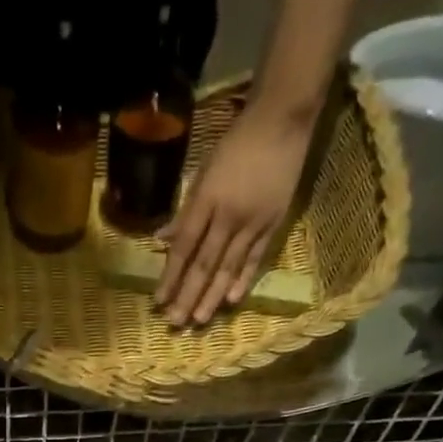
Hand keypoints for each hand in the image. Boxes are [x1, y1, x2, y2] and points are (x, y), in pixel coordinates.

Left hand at [155, 105, 311, 326]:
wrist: (283, 119)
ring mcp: (252, 222)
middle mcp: (228, 216)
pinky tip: (231, 300)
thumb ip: (185, 210)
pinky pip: (254, 259)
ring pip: (228, 267)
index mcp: (207, 200)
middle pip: (204, 264)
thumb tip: (161, 239)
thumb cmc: (237, 143)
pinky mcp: (272, 224)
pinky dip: (242, 280)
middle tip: (175, 322)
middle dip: (188, 296)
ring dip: (211, 296)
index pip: (184, 247)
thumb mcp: (204, 171)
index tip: (159, 301)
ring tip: (199, 320)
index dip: (170, 277)